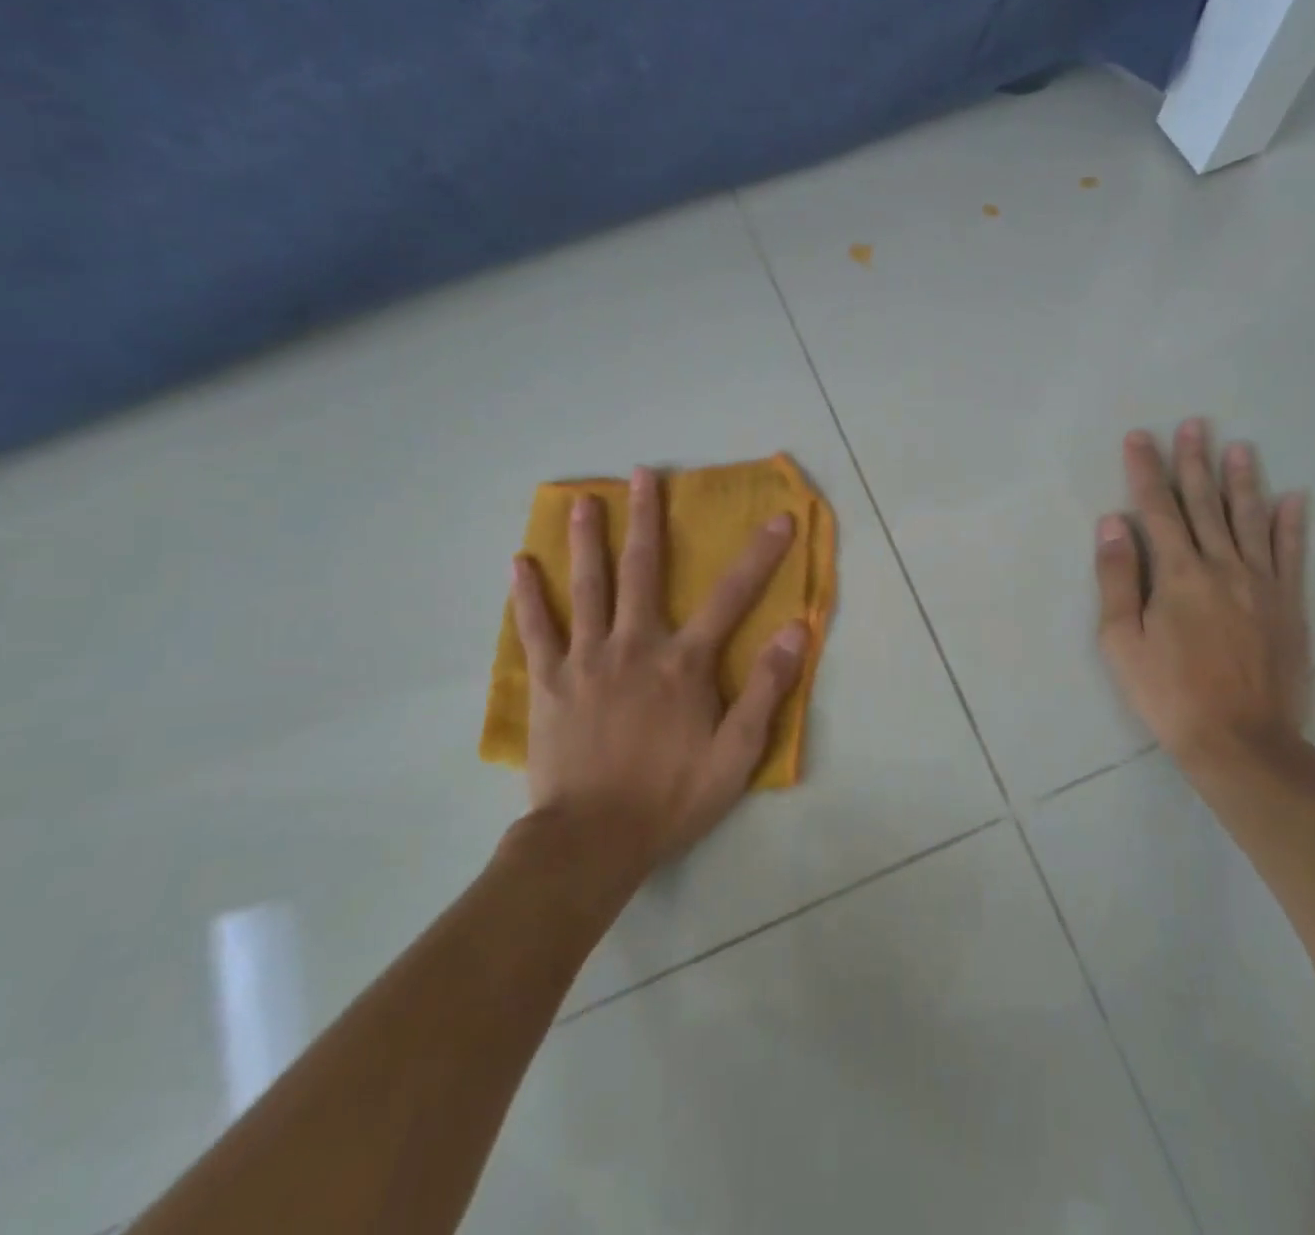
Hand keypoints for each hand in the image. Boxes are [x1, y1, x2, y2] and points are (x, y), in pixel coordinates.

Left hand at [506, 466, 808, 887]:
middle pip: (643, 570)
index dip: (759, 555)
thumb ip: (766, 689)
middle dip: (646, 518)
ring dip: (586, 540)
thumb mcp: (737, 753)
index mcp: (683, 663)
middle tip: (642, 474)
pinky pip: (537, 630)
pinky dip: (528, 596)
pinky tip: (520, 564)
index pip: (730, 596)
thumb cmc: (671, 797)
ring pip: (586, 587)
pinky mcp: (549, 682)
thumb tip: (795, 630)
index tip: (779, 518)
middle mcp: (635, 646)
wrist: (591, 841)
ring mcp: (586, 660)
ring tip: (581, 501)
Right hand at [1095, 419, 1314, 786]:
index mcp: (1177, 574)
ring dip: (1242, 481)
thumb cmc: (1169, 694)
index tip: (1140, 437)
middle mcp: (1222, 566)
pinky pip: (1292, 554)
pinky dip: (1292, 525)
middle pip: (1204, 504)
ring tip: (1240, 447)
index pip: (1156, 509)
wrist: (1242, 742)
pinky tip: (1294, 498)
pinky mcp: (1289, 605)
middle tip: (1194, 424)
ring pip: (1249, 519)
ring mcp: (1262, 584)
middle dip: (1194, 462)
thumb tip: (1112, 522)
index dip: (1146, 470)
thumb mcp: (1123, 642)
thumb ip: (1117, 578)